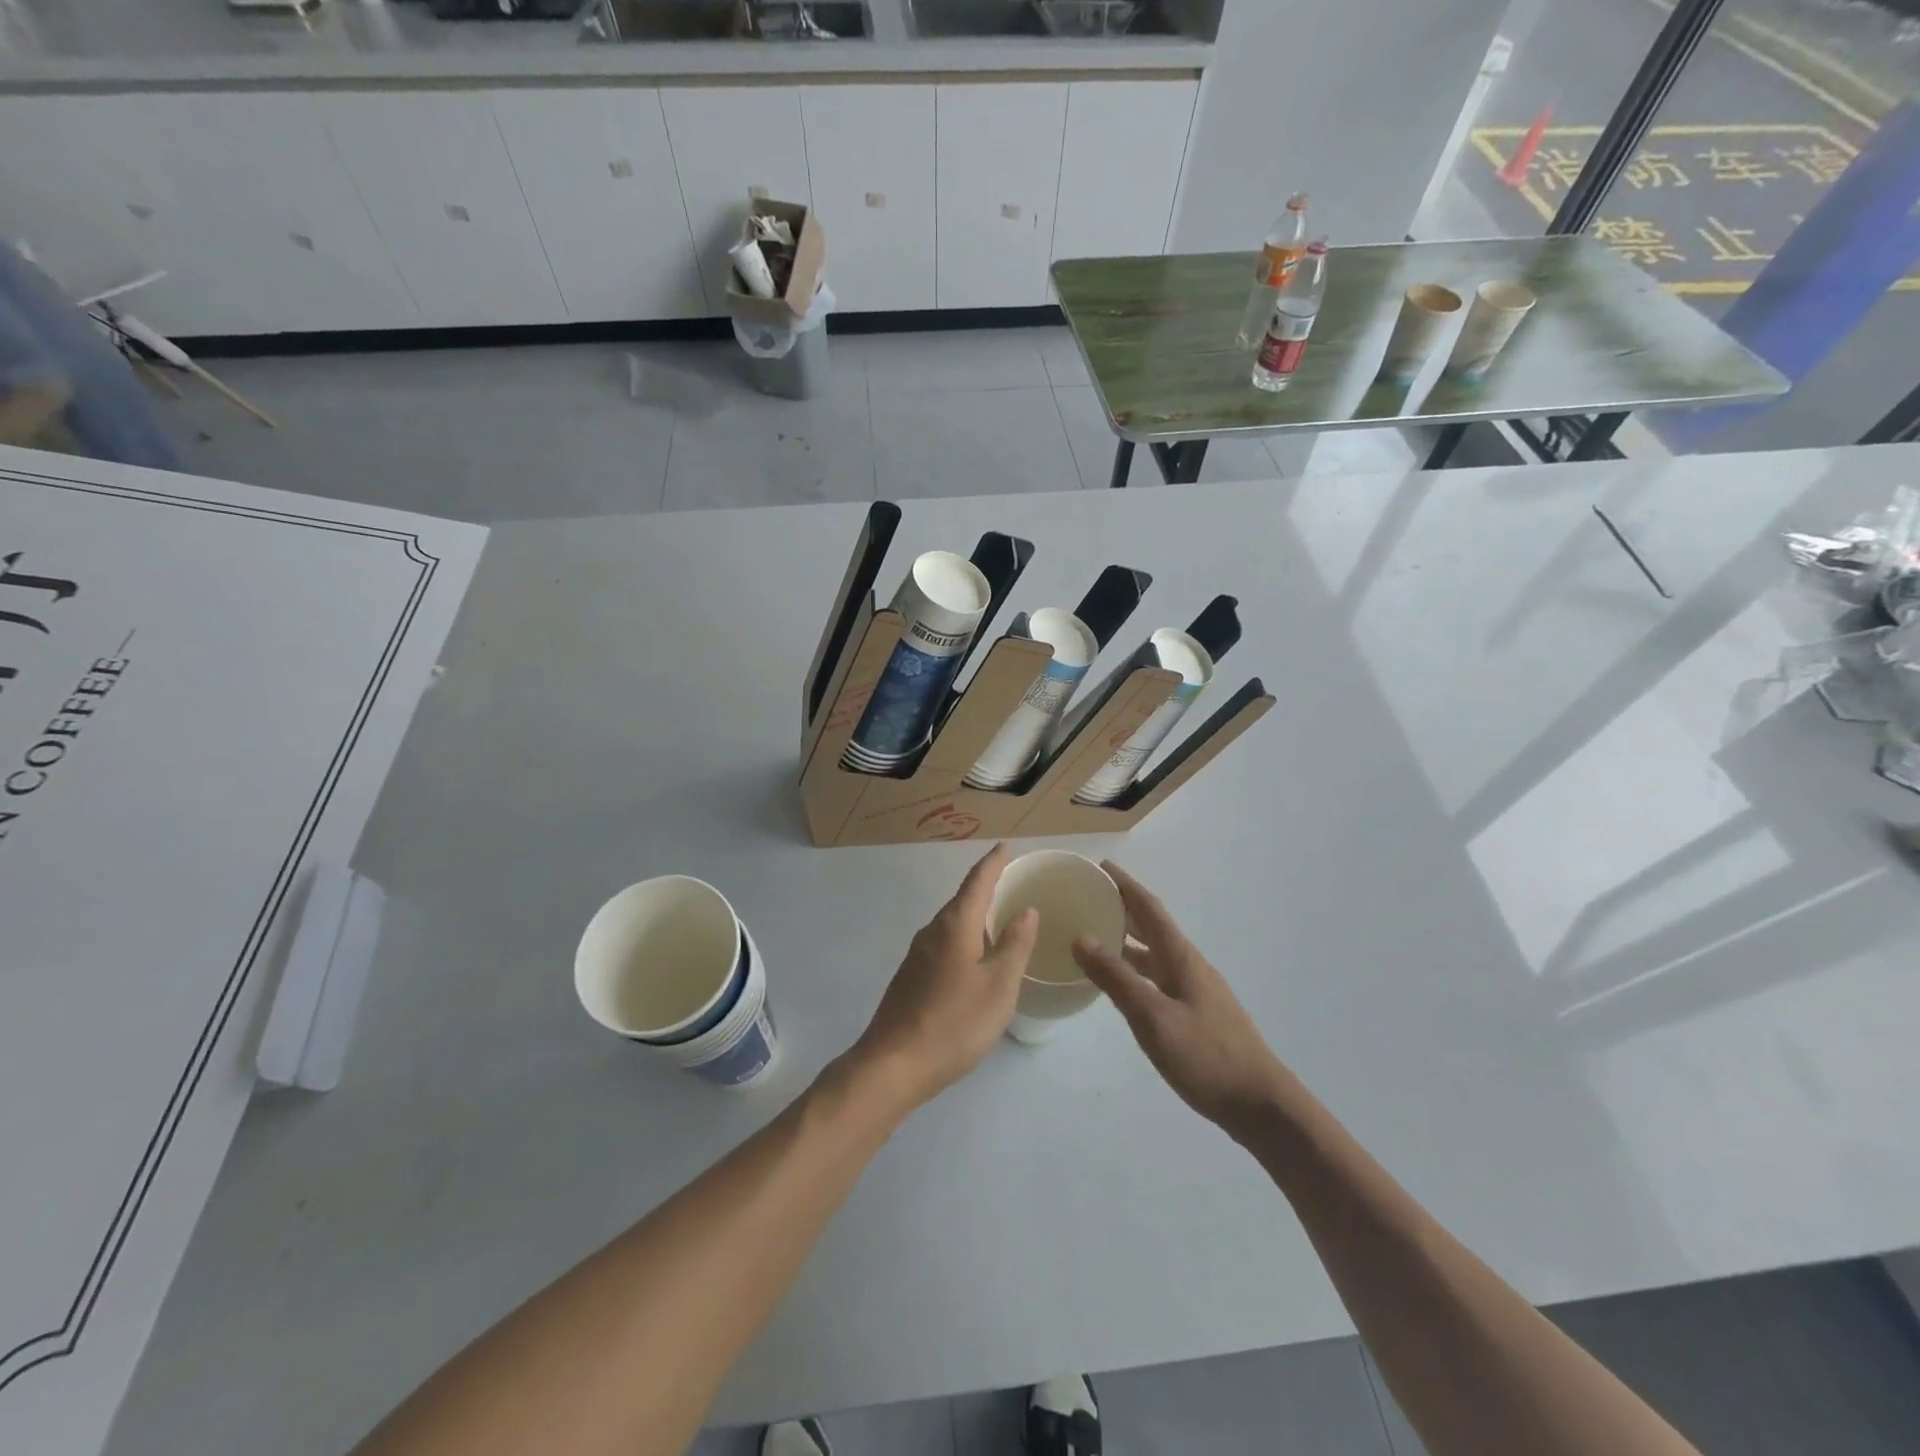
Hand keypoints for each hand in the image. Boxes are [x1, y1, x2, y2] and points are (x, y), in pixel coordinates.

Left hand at [850, 844, 1038, 1112]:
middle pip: (962, 900)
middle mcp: (933, 931)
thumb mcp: (999, 985)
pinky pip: (944, 944)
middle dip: (985, 888)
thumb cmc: (955, 1022)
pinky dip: (964, 939)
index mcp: (955, 925)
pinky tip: (975, 959)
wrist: (894, 1064)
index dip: (993, 863)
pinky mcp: (911, 977)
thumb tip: (1027, 910)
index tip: (1005, 846)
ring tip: (999, 920)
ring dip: (974, 916)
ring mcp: (917, 955)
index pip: (977, 882)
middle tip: (1011, 883)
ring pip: (952, 924)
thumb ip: (1014, 945)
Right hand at [1072, 863, 1291, 1136]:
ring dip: (1128, 939)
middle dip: (1123, 908)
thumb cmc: (1205, 1055)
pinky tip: (1121, 984)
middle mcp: (1189, 965)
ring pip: (1155, 953)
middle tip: (1089, 897)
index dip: (1125, 886)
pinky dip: (1135, 968)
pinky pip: (1158, 976)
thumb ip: (1116, 978)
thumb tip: (1081, 937)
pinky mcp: (1197, 1013)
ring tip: (1095, 935)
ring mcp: (1196, 990)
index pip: (1149, 909)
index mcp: (1180, 957)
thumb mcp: (1152, 1016)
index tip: (1100, 867)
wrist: (1260, 1104)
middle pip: (1153, 926)